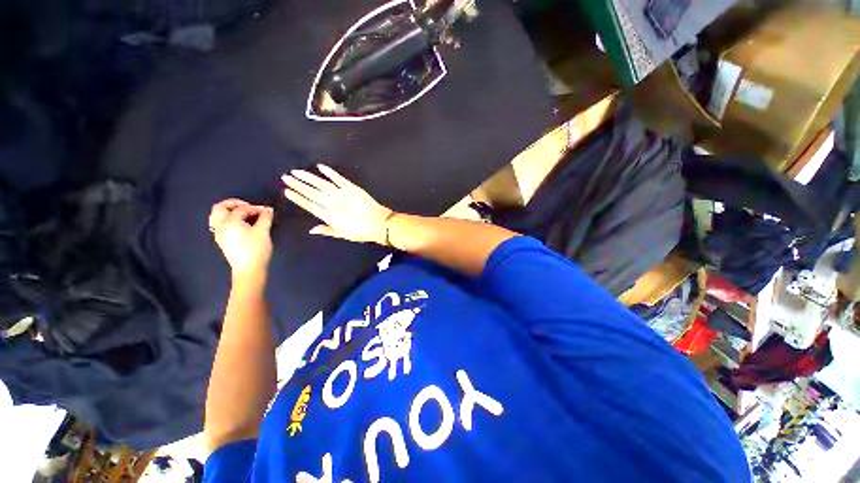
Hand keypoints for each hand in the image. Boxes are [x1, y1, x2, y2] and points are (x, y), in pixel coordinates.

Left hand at [208, 199, 273, 279]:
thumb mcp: (263, 231)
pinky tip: (240, 223)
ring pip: (217, 216)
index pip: (242, 209)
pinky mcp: (222, 240)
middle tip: (248, 206)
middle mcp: (220, 226)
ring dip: (229, 211)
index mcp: (229, 222)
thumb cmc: (256, 249)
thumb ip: (265, 218)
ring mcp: (219, 233)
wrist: (249, 269)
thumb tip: (268, 209)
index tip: (268, 211)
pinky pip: (220, 223)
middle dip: (234, 204)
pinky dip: (228, 219)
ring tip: (243, 213)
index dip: (256, 208)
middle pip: (220, 207)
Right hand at [282, 164, 392, 243]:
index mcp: (330, 216)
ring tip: (296, 172)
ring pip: (322, 184)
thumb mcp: (343, 235)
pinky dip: (330, 172)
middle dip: (298, 185)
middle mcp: (333, 204)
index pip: (310, 205)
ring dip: (308, 177)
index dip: (298, 198)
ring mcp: (342, 195)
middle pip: (312, 193)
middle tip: (286, 177)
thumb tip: (311, 230)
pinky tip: (320, 166)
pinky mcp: (352, 188)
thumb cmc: (362, 231)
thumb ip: (327, 231)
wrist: (380, 224)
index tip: (287, 191)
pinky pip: (339, 178)